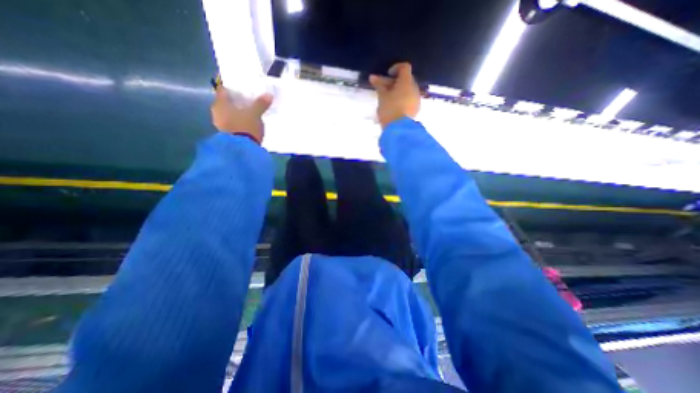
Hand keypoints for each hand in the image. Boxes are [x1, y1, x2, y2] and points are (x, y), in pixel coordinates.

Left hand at [210, 86, 272, 144]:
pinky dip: (238, 121)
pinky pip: (232, 123)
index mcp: (220, 104)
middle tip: (247, 100)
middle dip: (235, 101)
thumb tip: (268, 94)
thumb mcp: (255, 114)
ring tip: (248, 112)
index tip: (240, 87)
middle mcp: (217, 112)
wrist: (242, 149)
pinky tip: (246, 123)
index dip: (231, 87)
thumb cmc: (245, 127)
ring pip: (228, 113)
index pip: (223, 90)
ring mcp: (220, 124)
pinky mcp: (227, 134)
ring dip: (237, 112)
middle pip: (226, 102)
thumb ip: (260, 104)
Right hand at [367, 61, 420, 126]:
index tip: (387, 74)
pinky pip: (410, 99)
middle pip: (406, 79)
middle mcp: (415, 88)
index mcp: (407, 82)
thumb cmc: (389, 109)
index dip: (396, 68)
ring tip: (388, 99)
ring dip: (399, 91)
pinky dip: (403, 99)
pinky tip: (395, 107)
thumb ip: (379, 85)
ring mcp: (417, 99)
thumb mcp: (382, 97)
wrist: (399, 129)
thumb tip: (372, 77)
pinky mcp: (416, 109)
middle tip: (384, 88)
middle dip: (395, 82)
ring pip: (408, 90)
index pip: (405, 67)